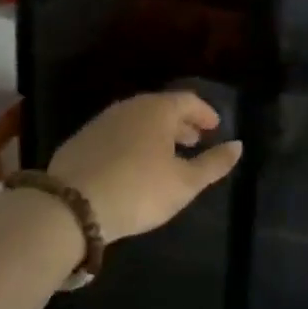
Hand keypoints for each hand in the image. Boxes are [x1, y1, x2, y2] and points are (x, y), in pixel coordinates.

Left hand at [48, 92, 241, 241]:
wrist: (70, 208)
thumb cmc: (139, 189)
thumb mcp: (184, 183)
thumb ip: (214, 163)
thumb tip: (238, 146)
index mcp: (158, 109)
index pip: (188, 100)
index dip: (204, 113)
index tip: (215, 128)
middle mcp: (130, 107)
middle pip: (162, 108)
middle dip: (181, 124)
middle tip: (194, 142)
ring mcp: (102, 122)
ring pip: (137, 120)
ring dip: (156, 134)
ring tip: (166, 156)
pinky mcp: (81, 141)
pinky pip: (117, 134)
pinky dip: (133, 143)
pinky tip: (133, 166)